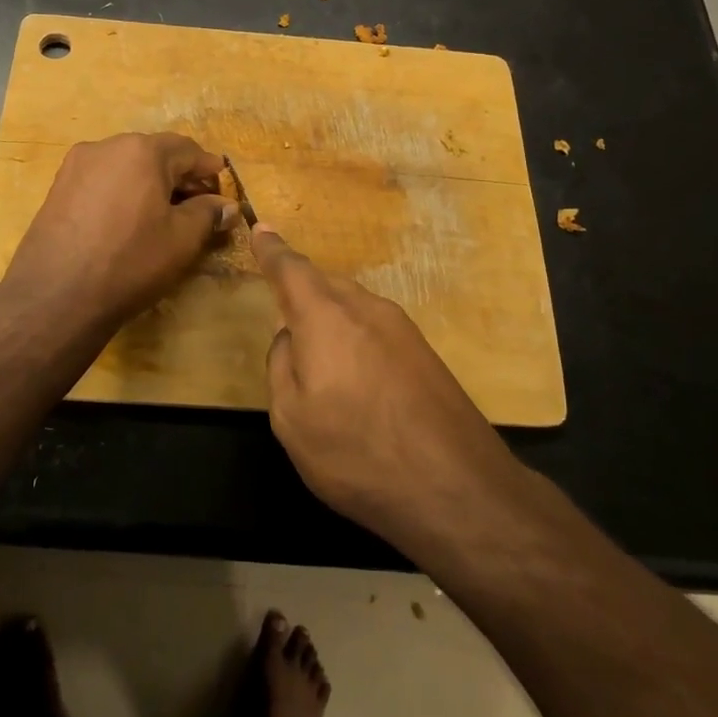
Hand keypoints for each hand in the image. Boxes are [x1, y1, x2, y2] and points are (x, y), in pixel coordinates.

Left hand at [3, 132, 239, 334]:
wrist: (55, 296)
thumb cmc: (130, 261)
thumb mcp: (181, 240)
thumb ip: (208, 214)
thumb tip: (227, 206)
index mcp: (142, 150)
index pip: (188, 150)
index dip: (209, 170)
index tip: (223, 192)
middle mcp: (107, 146)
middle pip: (154, 154)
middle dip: (179, 177)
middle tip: (198, 206)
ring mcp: (76, 166)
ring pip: (126, 167)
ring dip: (149, 185)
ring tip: (163, 216)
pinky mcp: (57, 188)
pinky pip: (102, 182)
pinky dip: (122, 193)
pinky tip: (128, 221)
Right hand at [252, 227, 523, 550]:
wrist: (457, 488)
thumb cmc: (358, 453)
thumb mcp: (292, 419)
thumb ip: (281, 366)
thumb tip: (290, 338)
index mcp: (325, 316)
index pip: (291, 269)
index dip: (272, 250)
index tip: (260, 228)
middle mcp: (365, 308)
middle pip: (325, 284)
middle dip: (301, 292)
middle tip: (285, 316)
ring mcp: (401, 328)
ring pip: (353, 305)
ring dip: (331, 318)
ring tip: (320, 358)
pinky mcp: (425, 352)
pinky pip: (376, 328)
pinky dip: (356, 337)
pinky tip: (357, 378)